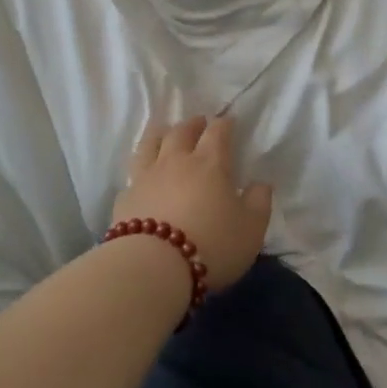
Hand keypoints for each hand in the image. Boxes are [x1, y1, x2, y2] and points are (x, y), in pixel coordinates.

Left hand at [113, 116, 274, 291]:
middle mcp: (175, 161)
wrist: (154, 266)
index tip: (229, 121)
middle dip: (193, 124)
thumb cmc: (211, 244)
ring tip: (165, 131)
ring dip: (160, 133)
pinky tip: (142, 176)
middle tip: (199, 122)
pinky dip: (141, 169)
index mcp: (209, 163)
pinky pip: (133, 174)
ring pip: (150, 143)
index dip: (224, 124)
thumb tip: (261, 184)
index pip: (217, 132)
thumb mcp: (251, 229)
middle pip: (181, 131)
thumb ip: (259, 203)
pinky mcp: (125, 197)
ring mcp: (146, 177)